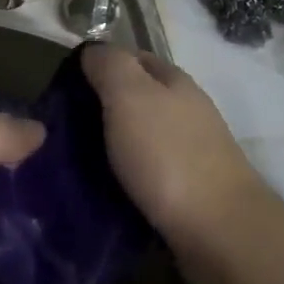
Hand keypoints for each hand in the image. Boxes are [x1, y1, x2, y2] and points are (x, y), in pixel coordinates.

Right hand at [81, 44, 266, 251]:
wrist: (220, 231)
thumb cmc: (167, 154)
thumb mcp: (129, 95)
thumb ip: (109, 65)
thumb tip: (92, 52)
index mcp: (173, 80)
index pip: (131, 58)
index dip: (99, 66)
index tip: (65, 88)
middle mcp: (186, 109)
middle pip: (137, 98)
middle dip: (102, 109)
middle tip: (63, 129)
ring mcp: (192, 150)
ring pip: (142, 136)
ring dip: (113, 145)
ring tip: (77, 163)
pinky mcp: (192, 190)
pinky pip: (149, 172)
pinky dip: (127, 176)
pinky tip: (107, 190)